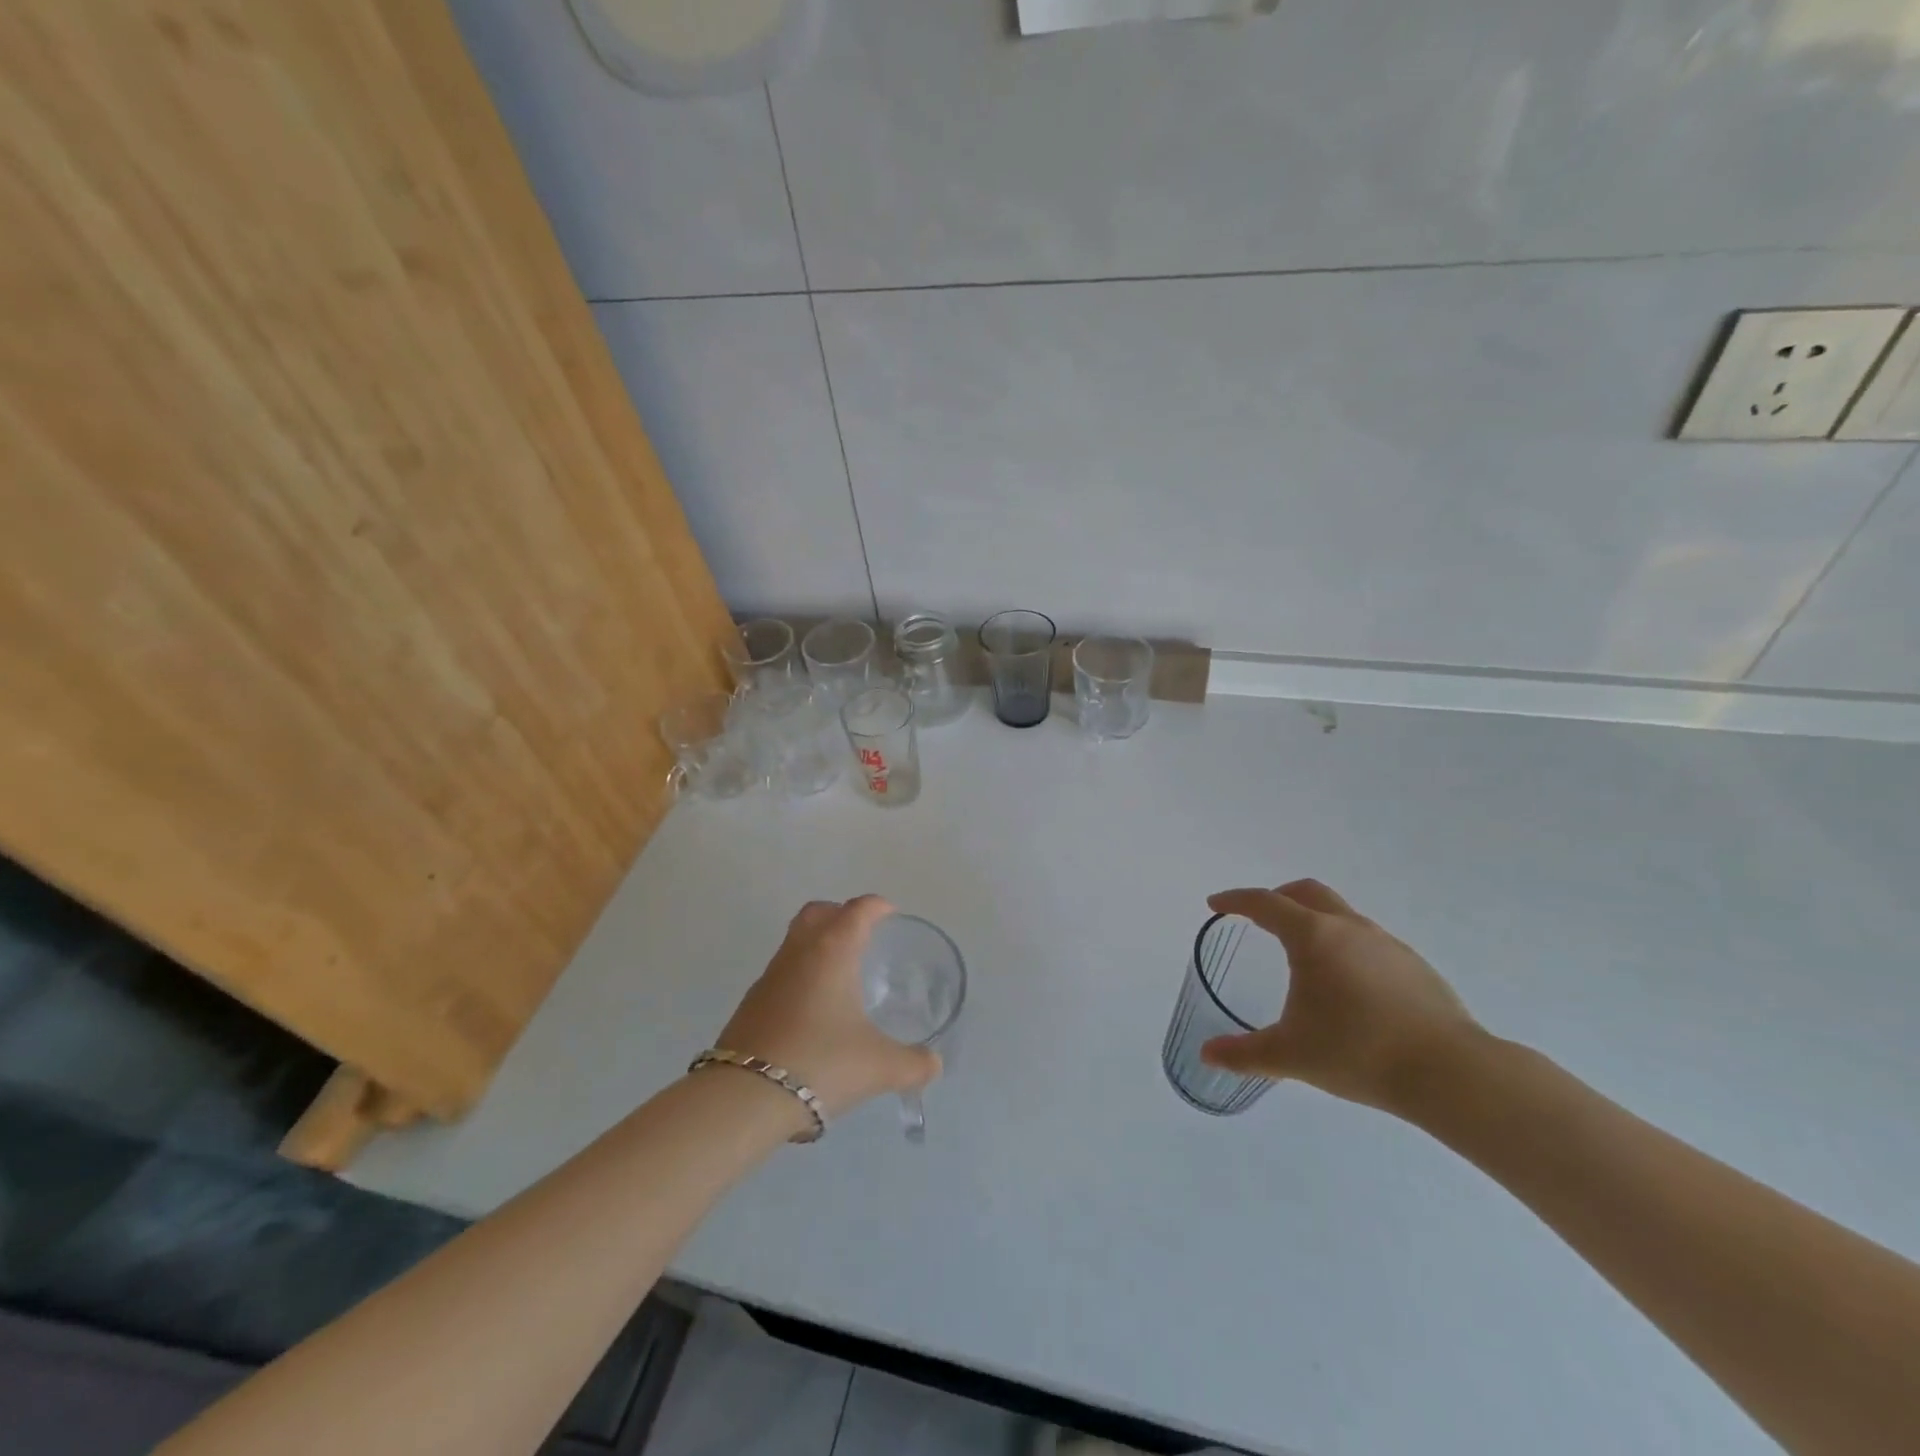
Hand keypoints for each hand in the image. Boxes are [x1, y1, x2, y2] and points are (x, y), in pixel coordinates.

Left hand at [715, 896, 940, 1119]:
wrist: (745, 1098)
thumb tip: (933, 1064)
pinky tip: (813, 1013)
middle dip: (840, 914)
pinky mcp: (750, 1004)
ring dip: (817, 946)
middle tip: (863, 935)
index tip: (891, 914)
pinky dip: (800, 977)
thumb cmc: (822, 1063)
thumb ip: (914, 1063)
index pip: (857, 910)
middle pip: (817, 912)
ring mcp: (769, 977)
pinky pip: (781, 974)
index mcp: (832, 951)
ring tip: (841, 977)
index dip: (877, 907)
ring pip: (795, 942)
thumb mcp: (880, 1066)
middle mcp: (798, 953)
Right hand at [1200, 879, 1480, 1114]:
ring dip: (1314, 921)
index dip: (1235, 900)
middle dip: (1277, 897)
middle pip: (1306, 892)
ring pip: (1341, 914)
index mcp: (1313, 937)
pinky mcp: (1413, 964)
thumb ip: (1244, 1053)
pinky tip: (1348, 986)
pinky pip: (1367, 940)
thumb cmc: (1358, 1052)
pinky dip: (1345, 945)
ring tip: (1303, 957)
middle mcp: (1349, 928)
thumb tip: (1207, 1054)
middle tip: (1258, 917)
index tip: (1216, 904)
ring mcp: (1386, 943)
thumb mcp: (1290, 1055)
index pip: (1265, 903)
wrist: (1450, 1073)